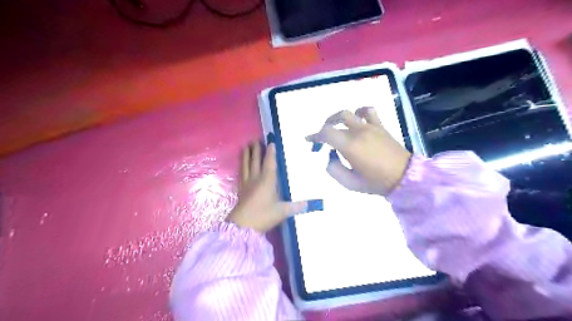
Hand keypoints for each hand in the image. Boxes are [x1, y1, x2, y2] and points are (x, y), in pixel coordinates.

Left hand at [227, 142, 307, 231]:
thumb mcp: (282, 212)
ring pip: (246, 165)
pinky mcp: (241, 189)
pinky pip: (241, 173)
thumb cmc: (263, 215)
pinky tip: (241, 164)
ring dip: (246, 155)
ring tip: (246, 146)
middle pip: (255, 161)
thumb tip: (309, 204)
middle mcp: (256, 178)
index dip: (271, 152)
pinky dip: (241, 166)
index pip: (269, 163)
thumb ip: (295, 206)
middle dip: (256, 150)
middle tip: (256, 139)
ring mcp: (247, 183)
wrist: (243, 226)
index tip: (271, 142)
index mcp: (267, 181)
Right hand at [308, 106, 410, 195]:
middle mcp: (358, 132)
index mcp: (350, 146)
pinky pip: (369, 111)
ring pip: (349, 113)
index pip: (326, 133)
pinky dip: (359, 111)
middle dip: (325, 127)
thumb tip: (331, 157)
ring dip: (338, 117)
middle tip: (323, 137)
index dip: (315, 136)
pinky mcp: (380, 126)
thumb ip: (334, 170)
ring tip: (336, 125)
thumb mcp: (350, 183)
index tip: (309, 140)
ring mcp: (370, 127)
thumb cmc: (376, 182)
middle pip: (336, 120)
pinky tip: (357, 119)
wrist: (404, 177)